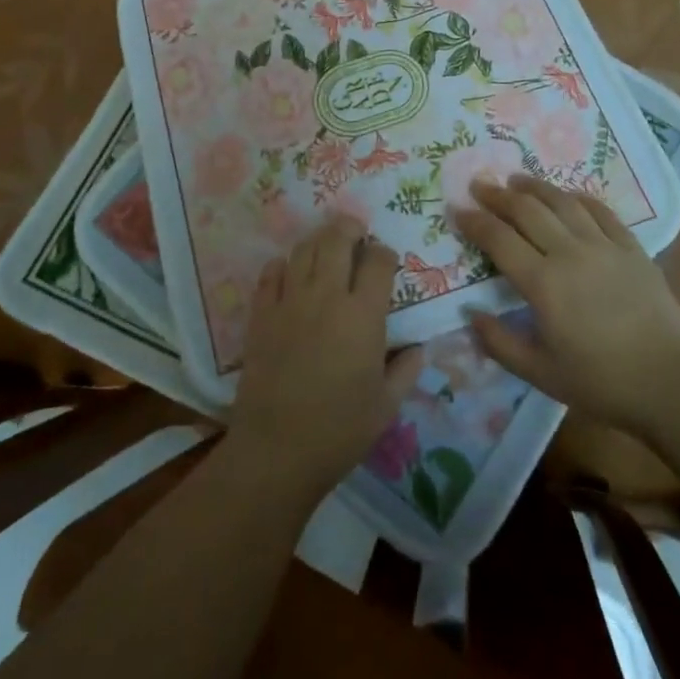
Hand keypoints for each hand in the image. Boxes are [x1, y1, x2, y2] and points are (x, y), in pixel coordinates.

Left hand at [226, 219, 423, 502]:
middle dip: (350, 228)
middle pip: (337, 239)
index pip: (378, 261)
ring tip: (326, 247)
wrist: (277, 450)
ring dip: (318, 241)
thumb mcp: (386, 406)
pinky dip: (281, 265)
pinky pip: (270, 273)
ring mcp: (290, 301)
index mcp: (363, 315)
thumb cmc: (340, 430)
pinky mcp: (261, 314)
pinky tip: (288, 271)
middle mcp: (327, 296)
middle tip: (355, 233)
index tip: (386, 260)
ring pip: (304, 249)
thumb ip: (406, 370)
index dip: (384, 253)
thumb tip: (418, 347)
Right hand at [456, 176, 679, 437]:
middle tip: (480, 184)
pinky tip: (569, 196)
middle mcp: (570, 253)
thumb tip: (471, 315)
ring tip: (517, 179)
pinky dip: (580, 198)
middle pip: (527, 210)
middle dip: (499, 195)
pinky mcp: (632, 248)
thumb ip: (500, 343)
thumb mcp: (540, 373)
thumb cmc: (601, 382)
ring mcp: (604, 246)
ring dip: (536, 187)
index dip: (475, 222)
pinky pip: (601, 212)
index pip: (499, 239)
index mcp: (543, 283)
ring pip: (563, 202)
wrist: (672, 384)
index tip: (458, 209)